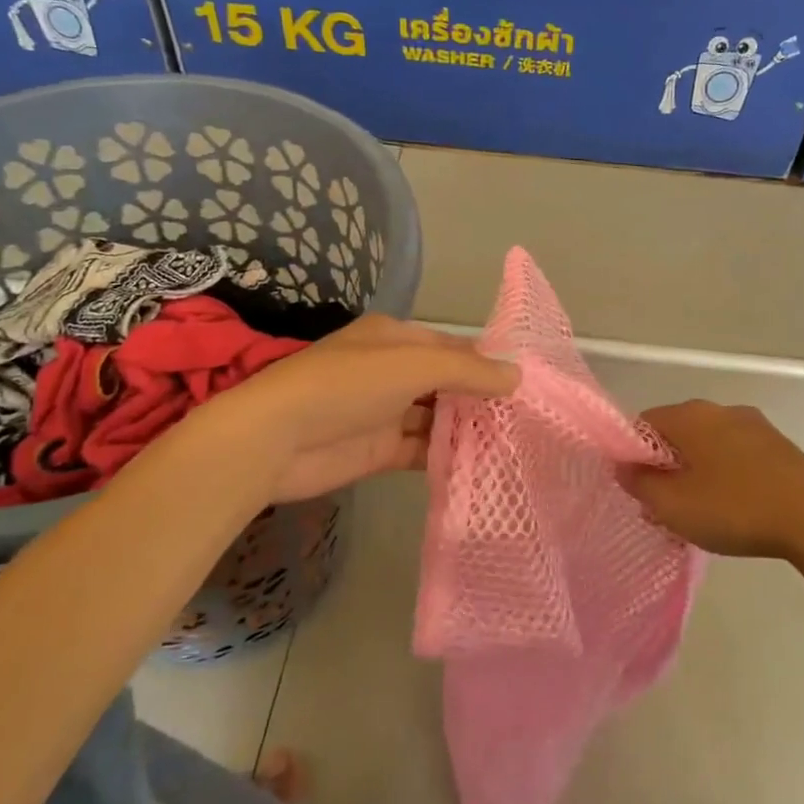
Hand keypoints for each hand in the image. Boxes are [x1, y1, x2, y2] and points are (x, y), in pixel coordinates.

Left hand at [207, 314, 518, 502]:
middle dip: (480, 398)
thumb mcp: (412, 365)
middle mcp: (391, 371)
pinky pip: (421, 450)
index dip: (486, 360)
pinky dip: (446, 455)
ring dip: (466, 428)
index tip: (525, 381)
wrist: (276, 439)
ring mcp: (384, 412)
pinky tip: (480, 465)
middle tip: (526, 418)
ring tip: (513, 443)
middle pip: (446, 383)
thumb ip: (467, 370)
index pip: (451, 345)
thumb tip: (516, 376)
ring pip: (436, 418)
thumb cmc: (347, 385)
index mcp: (395, 338)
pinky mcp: (378, 450)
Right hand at [621, 401, 803, 561]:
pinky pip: (736, 455)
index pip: (642, 424)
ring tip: (701, 516)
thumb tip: (624, 466)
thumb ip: (639, 483)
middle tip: (666, 509)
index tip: (639, 490)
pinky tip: (735, 510)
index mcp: (689, 415)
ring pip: (707, 446)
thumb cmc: (735, 509)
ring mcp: (753, 425)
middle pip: (676, 435)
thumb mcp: (673, 505)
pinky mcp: (778, 446)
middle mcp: (719, 409)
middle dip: (665, 469)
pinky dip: (726, 477)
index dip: (633, 457)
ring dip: (696, 475)